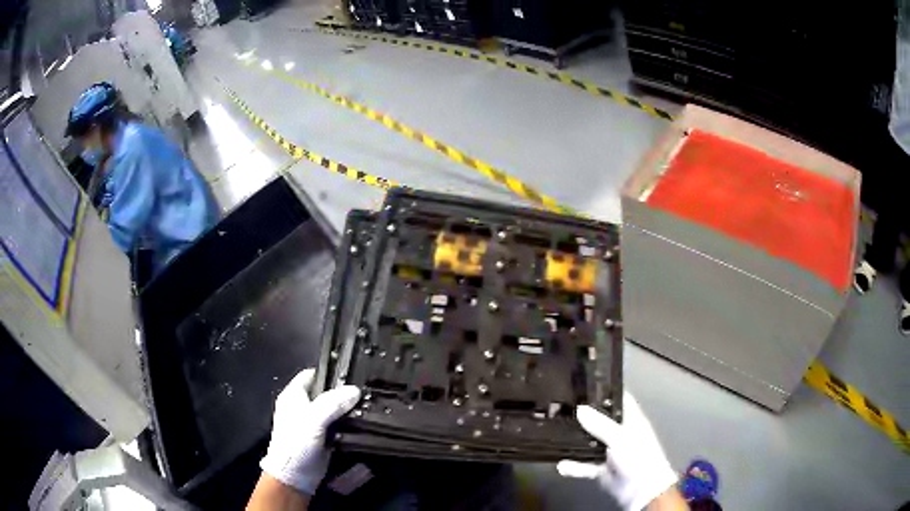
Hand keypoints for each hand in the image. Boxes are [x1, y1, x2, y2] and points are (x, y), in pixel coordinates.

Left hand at [259, 369, 360, 494]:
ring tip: (369, 404)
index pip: (313, 374)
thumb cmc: (297, 442)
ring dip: (348, 408)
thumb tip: (355, 390)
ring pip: (334, 408)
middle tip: (365, 390)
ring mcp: (313, 422)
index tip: (353, 373)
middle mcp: (303, 405)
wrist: (294, 474)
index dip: (331, 372)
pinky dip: (348, 423)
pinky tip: (363, 421)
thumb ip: (333, 403)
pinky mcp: (323, 436)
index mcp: (294, 395)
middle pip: (325, 391)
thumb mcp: (313, 419)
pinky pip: (338, 424)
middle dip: (343, 391)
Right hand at [558, 392, 678, 510]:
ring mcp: (610, 452)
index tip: (584, 386)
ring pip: (590, 444)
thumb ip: (600, 424)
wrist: (642, 490)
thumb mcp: (620, 437)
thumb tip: (580, 409)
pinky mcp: (602, 468)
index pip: (618, 399)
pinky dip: (575, 466)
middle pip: (600, 421)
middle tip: (562, 410)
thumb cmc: (638, 457)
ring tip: (556, 436)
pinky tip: (562, 465)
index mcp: (630, 420)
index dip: (604, 391)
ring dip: (576, 443)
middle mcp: (620, 433)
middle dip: (584, 417)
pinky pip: (585, 464)